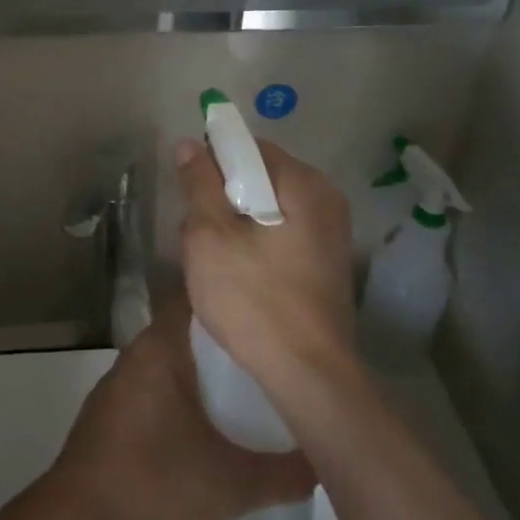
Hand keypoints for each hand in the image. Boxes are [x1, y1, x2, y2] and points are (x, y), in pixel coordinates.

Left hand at [47, 297, 314, 519]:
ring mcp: (117, 385)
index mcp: (160, 348)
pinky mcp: (108, 414)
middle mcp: (135, 355)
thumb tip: (322, 462)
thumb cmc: (154, 483)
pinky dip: (177, 397)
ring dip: (200, 374)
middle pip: (186, 333)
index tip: (267, 315)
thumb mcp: (230, 484)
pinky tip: (202, 426)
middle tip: (269, 359)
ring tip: (244, 392)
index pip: (197, 301)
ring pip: (168, 363)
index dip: (231, 303)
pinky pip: (152, 389)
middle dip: (224, 345)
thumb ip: (281, 474)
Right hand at [174, 138, 356, 396]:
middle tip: (195, 233)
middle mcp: (326, 199)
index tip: (188, 193)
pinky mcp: (327, 263)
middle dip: (222, 197)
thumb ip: (199, 183)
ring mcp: (331, 233)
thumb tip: (189, 143)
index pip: (248, 147)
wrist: (309, 376)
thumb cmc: (254, 299)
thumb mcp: (211, 236)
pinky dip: (256, 243)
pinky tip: (238, 275)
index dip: (211, 162)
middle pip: (259, 177)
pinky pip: (282, 234)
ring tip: (212, 259)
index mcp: (303, 183)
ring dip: (236, 223)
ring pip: (267, 208)